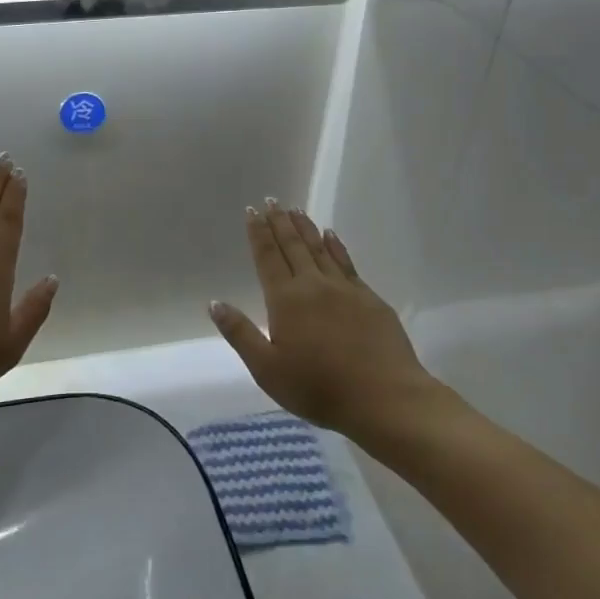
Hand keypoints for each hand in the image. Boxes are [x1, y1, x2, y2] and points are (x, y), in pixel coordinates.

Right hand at [210, 202, 440, 435]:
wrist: (385, 397)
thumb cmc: (319, 388)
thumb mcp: (267, 370)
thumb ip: (241, 334)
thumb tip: (215, 303)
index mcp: (286, 300)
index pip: (267, 258)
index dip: (258, 234)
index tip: (251, 211)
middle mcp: (313, 285)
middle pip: (293, 246)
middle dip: (280, 222)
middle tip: (272, 201)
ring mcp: (344, 289)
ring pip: (320, 249)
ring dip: (305, 228)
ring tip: (295, 210)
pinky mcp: (369, 298)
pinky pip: (346, 262)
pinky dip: (335, 245)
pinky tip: (331, 235)